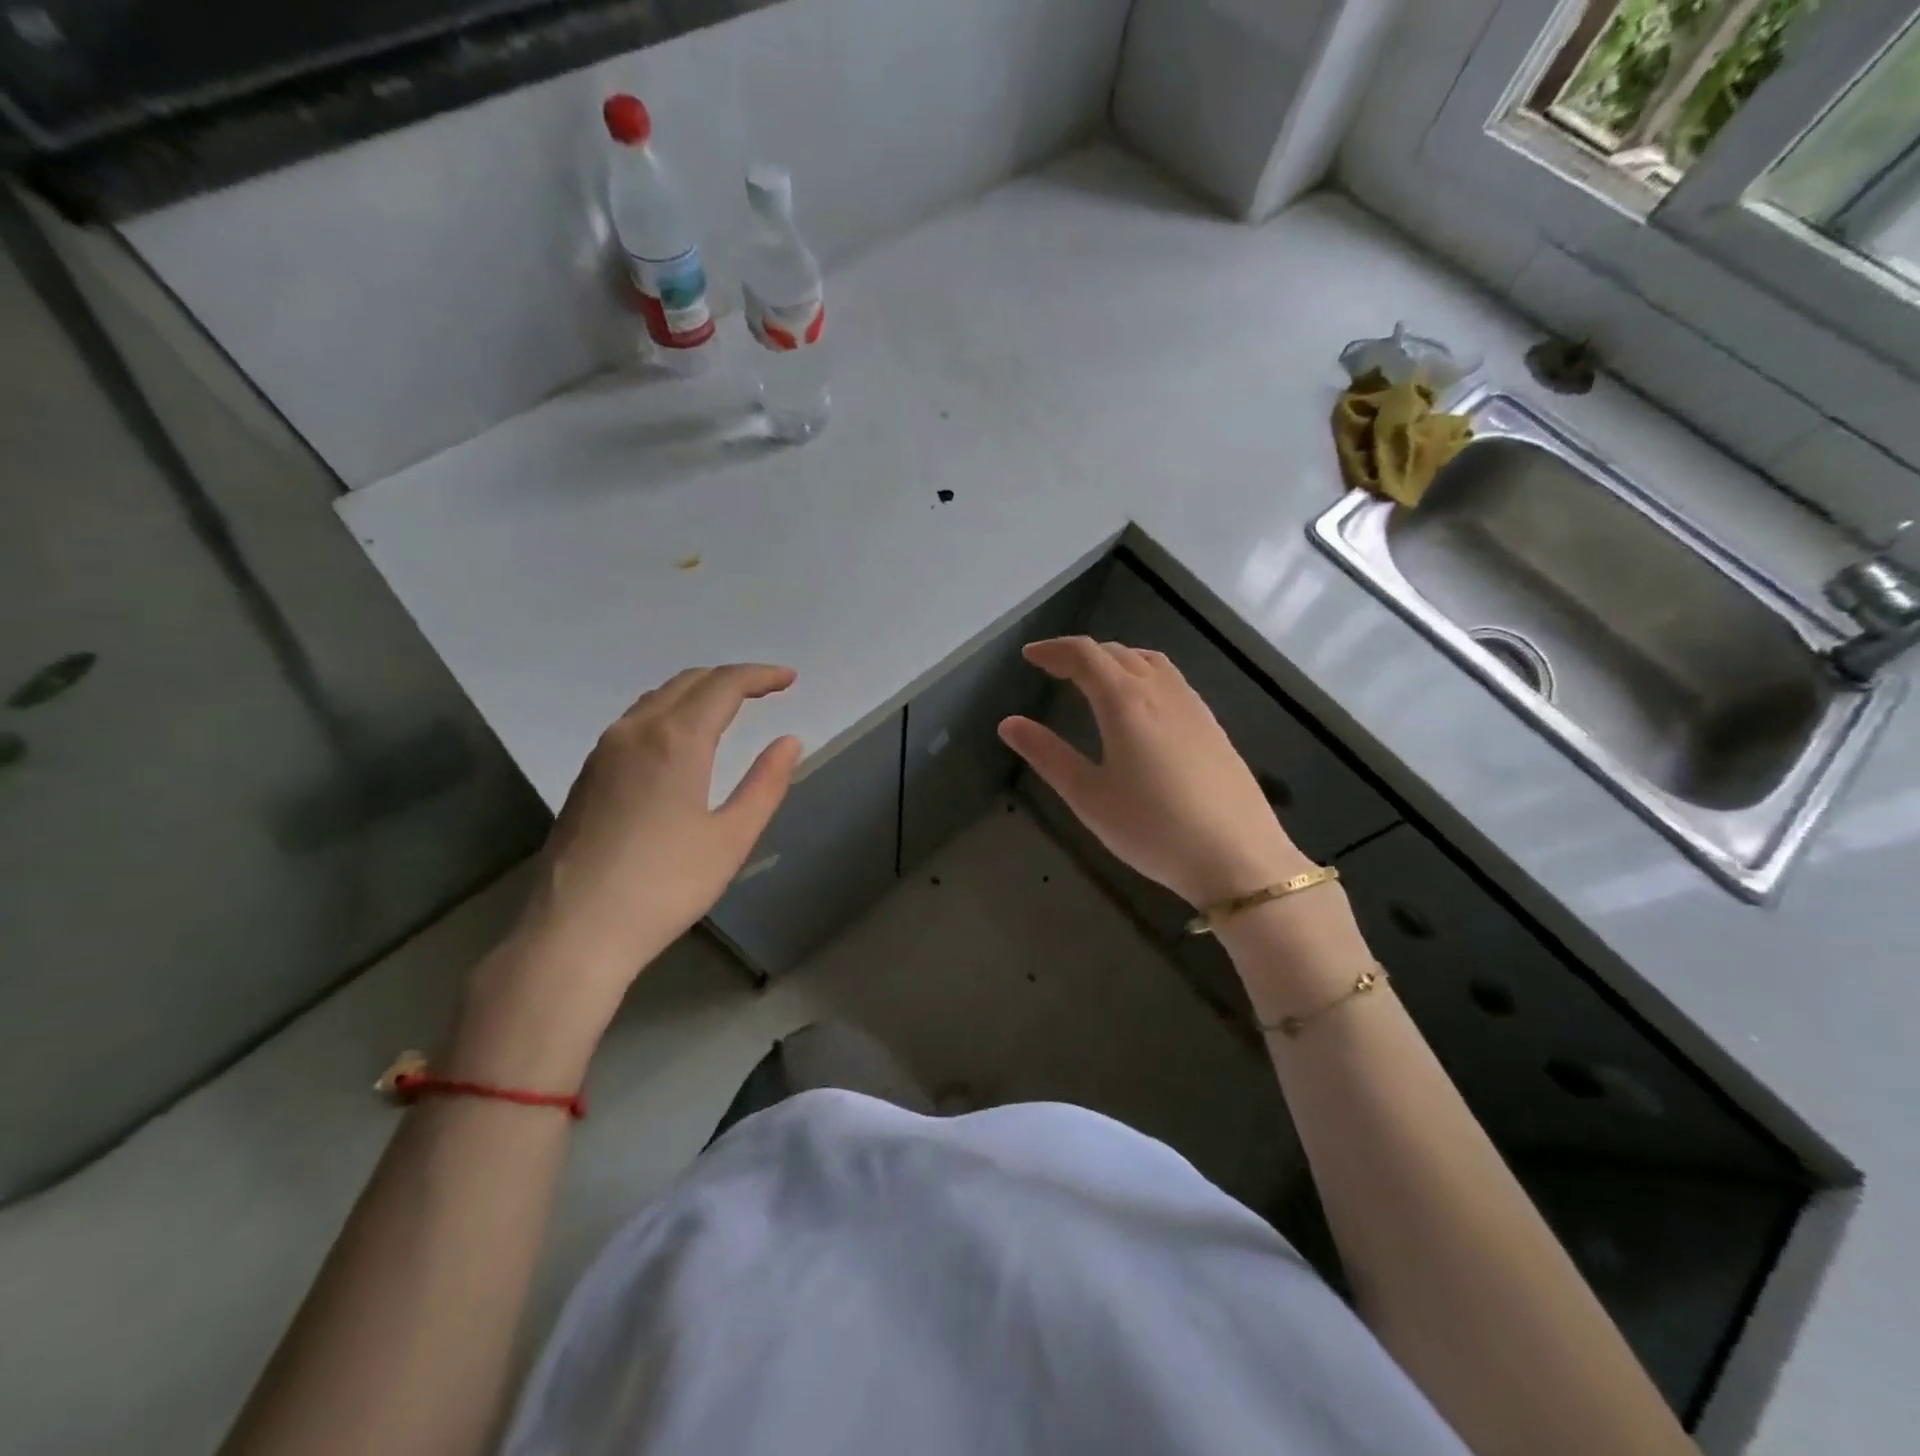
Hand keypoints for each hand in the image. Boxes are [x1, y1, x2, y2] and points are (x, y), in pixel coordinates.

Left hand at [457, 665, 800, 1080]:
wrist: (576, 931)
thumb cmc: (666, 886)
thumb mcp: (732, 838)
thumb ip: (766, 783)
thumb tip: (789, 741)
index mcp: (676, 740)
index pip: (724, 685)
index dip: (760, 676)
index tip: (790, 679)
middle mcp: (635, 731)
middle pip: (688, 682)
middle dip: (731, 678)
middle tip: (767, 688)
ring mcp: (604, 751)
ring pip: (657, 698)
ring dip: (698, 691)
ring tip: (730, 707)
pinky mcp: (588, 774)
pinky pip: (635, 720)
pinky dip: (670, 711)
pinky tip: (682, 738)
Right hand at [998, 638, 1310, 908]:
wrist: (1238, 857)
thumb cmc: (1153, 829)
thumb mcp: (1089, 797)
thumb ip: (1048, 755)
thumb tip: (1008, 724)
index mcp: (1125, 702)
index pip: (1084, 655)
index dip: (1054, 650)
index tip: (1030, 656)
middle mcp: (1161, 692)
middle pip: (1117, 653)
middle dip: (1081, 654)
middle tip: (1054, 669)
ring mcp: (1193, 706)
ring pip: (1149, 661)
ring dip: (1116, 659)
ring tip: (1095, 679)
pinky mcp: (1212, 725)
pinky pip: (1171, 680)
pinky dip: (1143, 674)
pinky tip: (1142, 705)